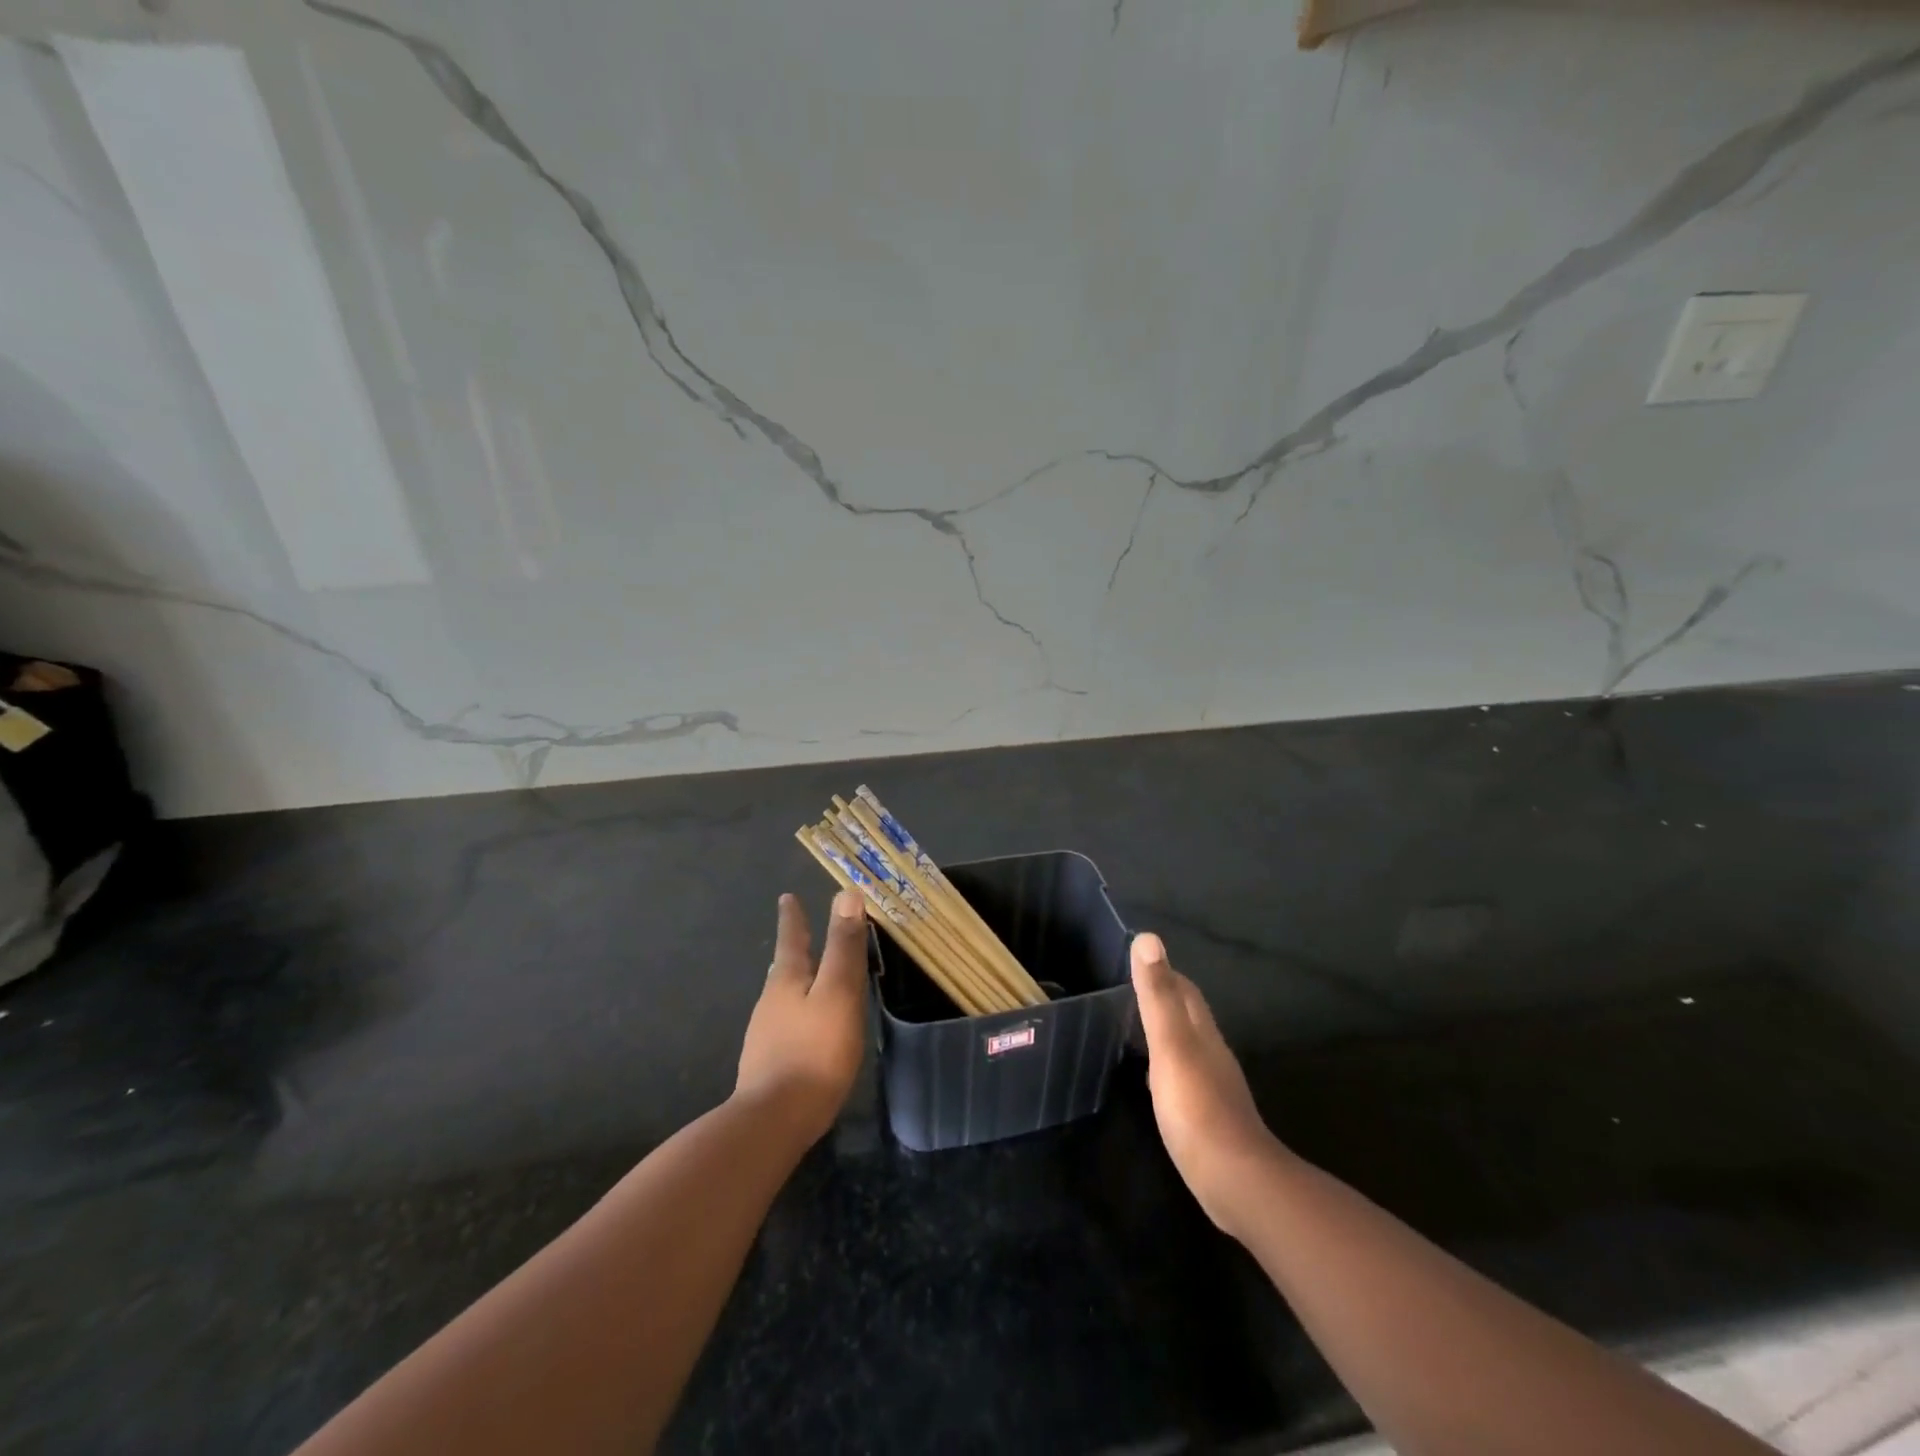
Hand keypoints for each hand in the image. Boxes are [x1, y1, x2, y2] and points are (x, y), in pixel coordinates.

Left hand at [735, 891, 868, 1141]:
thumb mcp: (838, 993)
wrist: (774, 1122)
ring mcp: (765, 1034)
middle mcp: (771, 1002)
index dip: (793, 917)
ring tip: (808, 977)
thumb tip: (846, 895)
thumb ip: (843, 947)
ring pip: (784, 997)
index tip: (786, 897)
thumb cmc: (814, 1051)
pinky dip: (798, 1014)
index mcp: (787, 980)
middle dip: (794, 949)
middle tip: (799, 934)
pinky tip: (807, 1029)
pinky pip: (787, 1025)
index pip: (792, 938)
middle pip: (785, 967)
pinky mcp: (768, 1064)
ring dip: (797, 982)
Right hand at [1132, 932, 1282, 1232]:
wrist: (1236, 1181)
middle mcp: (1212, 1053)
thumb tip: (1149, 938)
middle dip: (1164, 1001)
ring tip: (1134, 1033)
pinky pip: (1185, 1079)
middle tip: (1129, 996)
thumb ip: (1158, 995)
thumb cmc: (1197, 1107)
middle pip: (1189, 1017)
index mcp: (1202, 1033)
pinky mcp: (1210, 1117)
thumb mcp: (1170, 1045)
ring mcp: (1214, 1087)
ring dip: (1165, 1035)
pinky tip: (1153, 1082)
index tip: (1138, 964)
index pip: (1185, 991)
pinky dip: (1167, 1069)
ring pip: (1188, 1048)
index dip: (1164, 973)